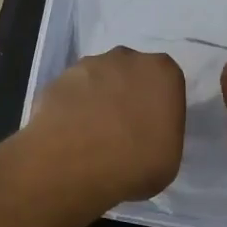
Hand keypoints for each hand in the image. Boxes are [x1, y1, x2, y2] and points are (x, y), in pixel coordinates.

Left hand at [25, 47, 185, 208]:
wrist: (71, 167)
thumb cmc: (134, 164)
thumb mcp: (169, 157)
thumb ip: (163, 132)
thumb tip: (147, 132)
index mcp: (162, 72)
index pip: (166, 83)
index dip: (158, 106)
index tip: (151, 129)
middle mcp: (126, 58)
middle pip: (131, 74)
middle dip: (127, 95)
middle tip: (122, 130)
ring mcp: (87, 66)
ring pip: (98, 80)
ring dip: (97, 100)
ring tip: (91, 136)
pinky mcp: (56, 79)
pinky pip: (71, 93)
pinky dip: (71, 109)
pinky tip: (68, 135)